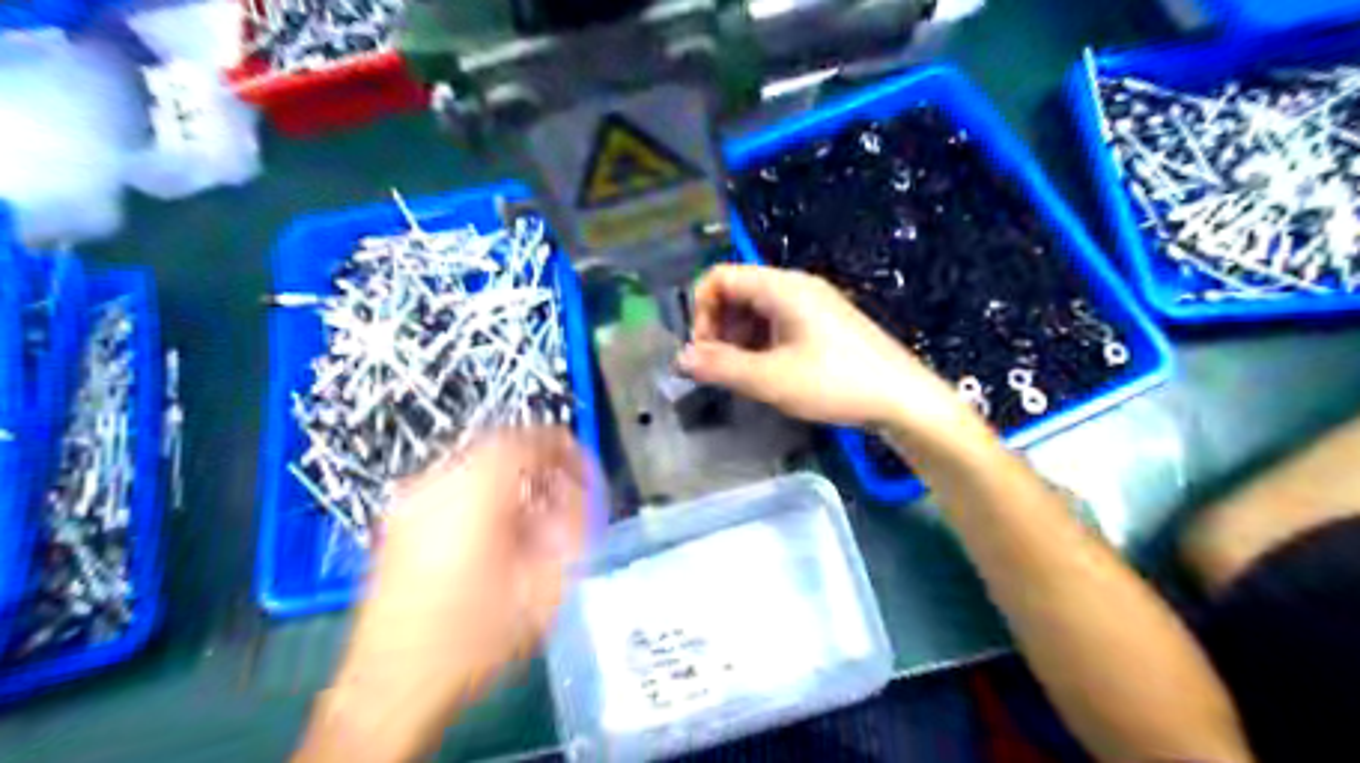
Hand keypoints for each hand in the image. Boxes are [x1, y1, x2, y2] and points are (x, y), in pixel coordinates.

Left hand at [299, 430, 585, 762]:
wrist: (390, 688)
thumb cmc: (472, 639)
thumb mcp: (542, 586)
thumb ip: (569, 528)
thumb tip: (577, 493)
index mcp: (472, 493)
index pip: (526, 440)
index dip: (564, 448)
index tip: (585, 474)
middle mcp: (435, 483)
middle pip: (500, 446)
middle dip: (541, 463)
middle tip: (566, 494)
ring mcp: (411, 500)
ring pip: (477, 462)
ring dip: (515, 476)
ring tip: (537, 514)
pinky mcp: (401, 520)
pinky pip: (456, 482)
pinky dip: (488, 490)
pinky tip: (500, 528)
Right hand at [677, 264, 978, 438]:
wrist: (903, 398)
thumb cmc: (835, 383)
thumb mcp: (771, 380)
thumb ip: (721, 367)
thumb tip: (681, 359)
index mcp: (781, 287)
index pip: (720, 277)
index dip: (701, 310)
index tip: (703, 351)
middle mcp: (796, 286)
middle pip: (737, 292)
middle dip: (718, 327)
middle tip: (720, 368)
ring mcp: (813, 304)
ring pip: (757, 310)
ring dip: (738, 338)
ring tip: (743, 375)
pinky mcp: (824, 323)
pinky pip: (778, 322)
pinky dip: (761, 343)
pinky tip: (768, 373)